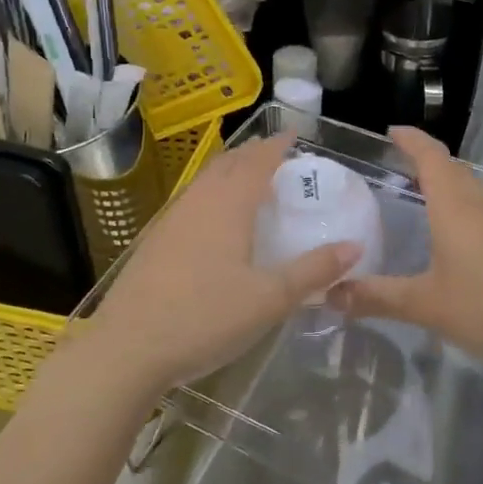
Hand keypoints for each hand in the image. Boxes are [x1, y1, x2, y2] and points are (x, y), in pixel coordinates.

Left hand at [81, 134, 359, 396]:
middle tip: (274, 154)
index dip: (276, 146)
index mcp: (228, 206)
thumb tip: (354, 247)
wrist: (127, 348)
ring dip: (228, 171)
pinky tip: (211, 219)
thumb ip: (313, 271)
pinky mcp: (154, 243)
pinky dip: (210, 194)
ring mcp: (170, 221)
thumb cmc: (205, 318)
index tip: (292, 134)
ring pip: (204, 181)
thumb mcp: (270, 299)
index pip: (256, 162)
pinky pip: (190, 201)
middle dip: (252, 154)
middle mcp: (198, 203)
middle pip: (227, 165)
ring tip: (246, 178)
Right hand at [332, 127, 482, 373]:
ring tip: (427, 201)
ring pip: (475, 191)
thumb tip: (331, 294)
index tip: (392, 132)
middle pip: (455, 169)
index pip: (431, 156)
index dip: (411, 140)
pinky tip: (464, 242)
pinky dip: (469, 213)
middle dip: (428, 161)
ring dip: (451, 187)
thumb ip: (377, 297)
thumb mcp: (425, 305)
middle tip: (400, 168)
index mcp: (455, 206)